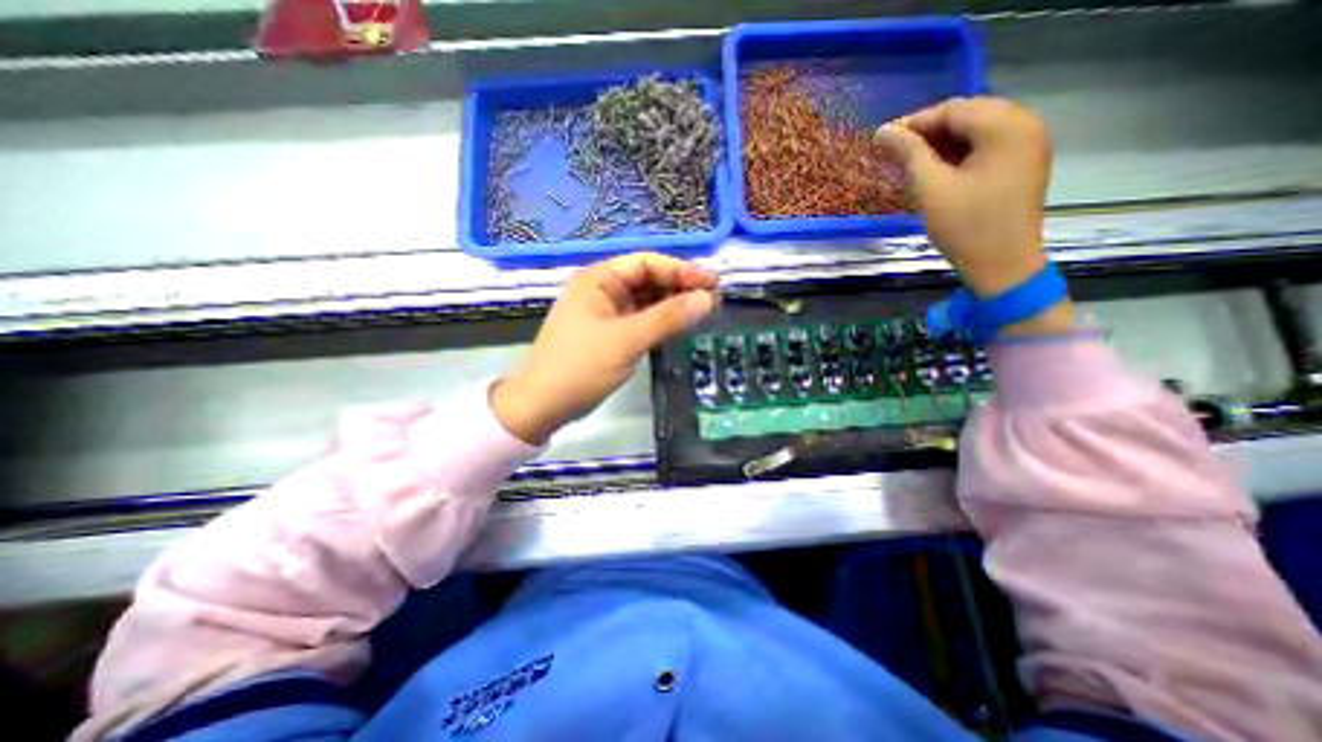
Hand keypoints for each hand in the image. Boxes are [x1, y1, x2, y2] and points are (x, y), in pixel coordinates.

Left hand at [489, 253, 719, 444]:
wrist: (543, 405)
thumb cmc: (580, 366)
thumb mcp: (627, 340)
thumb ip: (667, 317)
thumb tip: (707, 299)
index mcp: (598, 280)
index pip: (646, 263)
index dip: (680, 269)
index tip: (711, 282)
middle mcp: (601, 290)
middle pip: (647, 280)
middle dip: (679, 286)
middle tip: (712, 298)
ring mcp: (605, 313)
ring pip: (645, 301)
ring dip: (672, 305)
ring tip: (702, 311)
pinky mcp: (609, 334)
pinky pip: (640, 320)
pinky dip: (660, 322)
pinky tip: (679, 326)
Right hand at [875, 97, 1070, 333]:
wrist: (1002, 265)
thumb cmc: (965, 227)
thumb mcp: (931, 189)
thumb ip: (909, 154)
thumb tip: (883, 132)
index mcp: (1006, 127)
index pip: (954, 109)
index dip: (915, 122)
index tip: (883, 139)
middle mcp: (1025, 125)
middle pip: (969, 115)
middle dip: (929, 130)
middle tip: (896, 151)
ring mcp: (1029, 145)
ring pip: (978, 130)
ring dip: (943, 142)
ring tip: (912, 161)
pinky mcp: (1024, 164)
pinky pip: (988, 146)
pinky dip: (960, 153)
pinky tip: (939, 169)